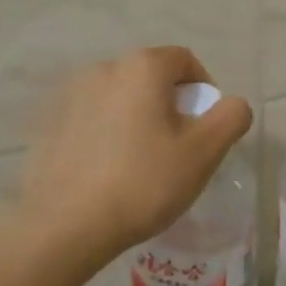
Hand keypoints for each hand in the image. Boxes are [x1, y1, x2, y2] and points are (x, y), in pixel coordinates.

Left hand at [18, 47, 252, 258]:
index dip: (204, 90)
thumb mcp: (204, 152)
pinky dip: (108, 133)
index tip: (205, 128)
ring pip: (122, 97)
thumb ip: (231, 117)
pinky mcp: (51, 122)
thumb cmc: (144, 182)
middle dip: (171, 105)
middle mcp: (105, 68)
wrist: (65, 225)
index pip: (185, 61)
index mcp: (142, 67)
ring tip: (142, 162)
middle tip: (178, 148)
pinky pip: (93, 118)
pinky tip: (109, 170)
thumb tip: (233, 104)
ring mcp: (72, 94)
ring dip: (139, 118)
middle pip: (152, 77)